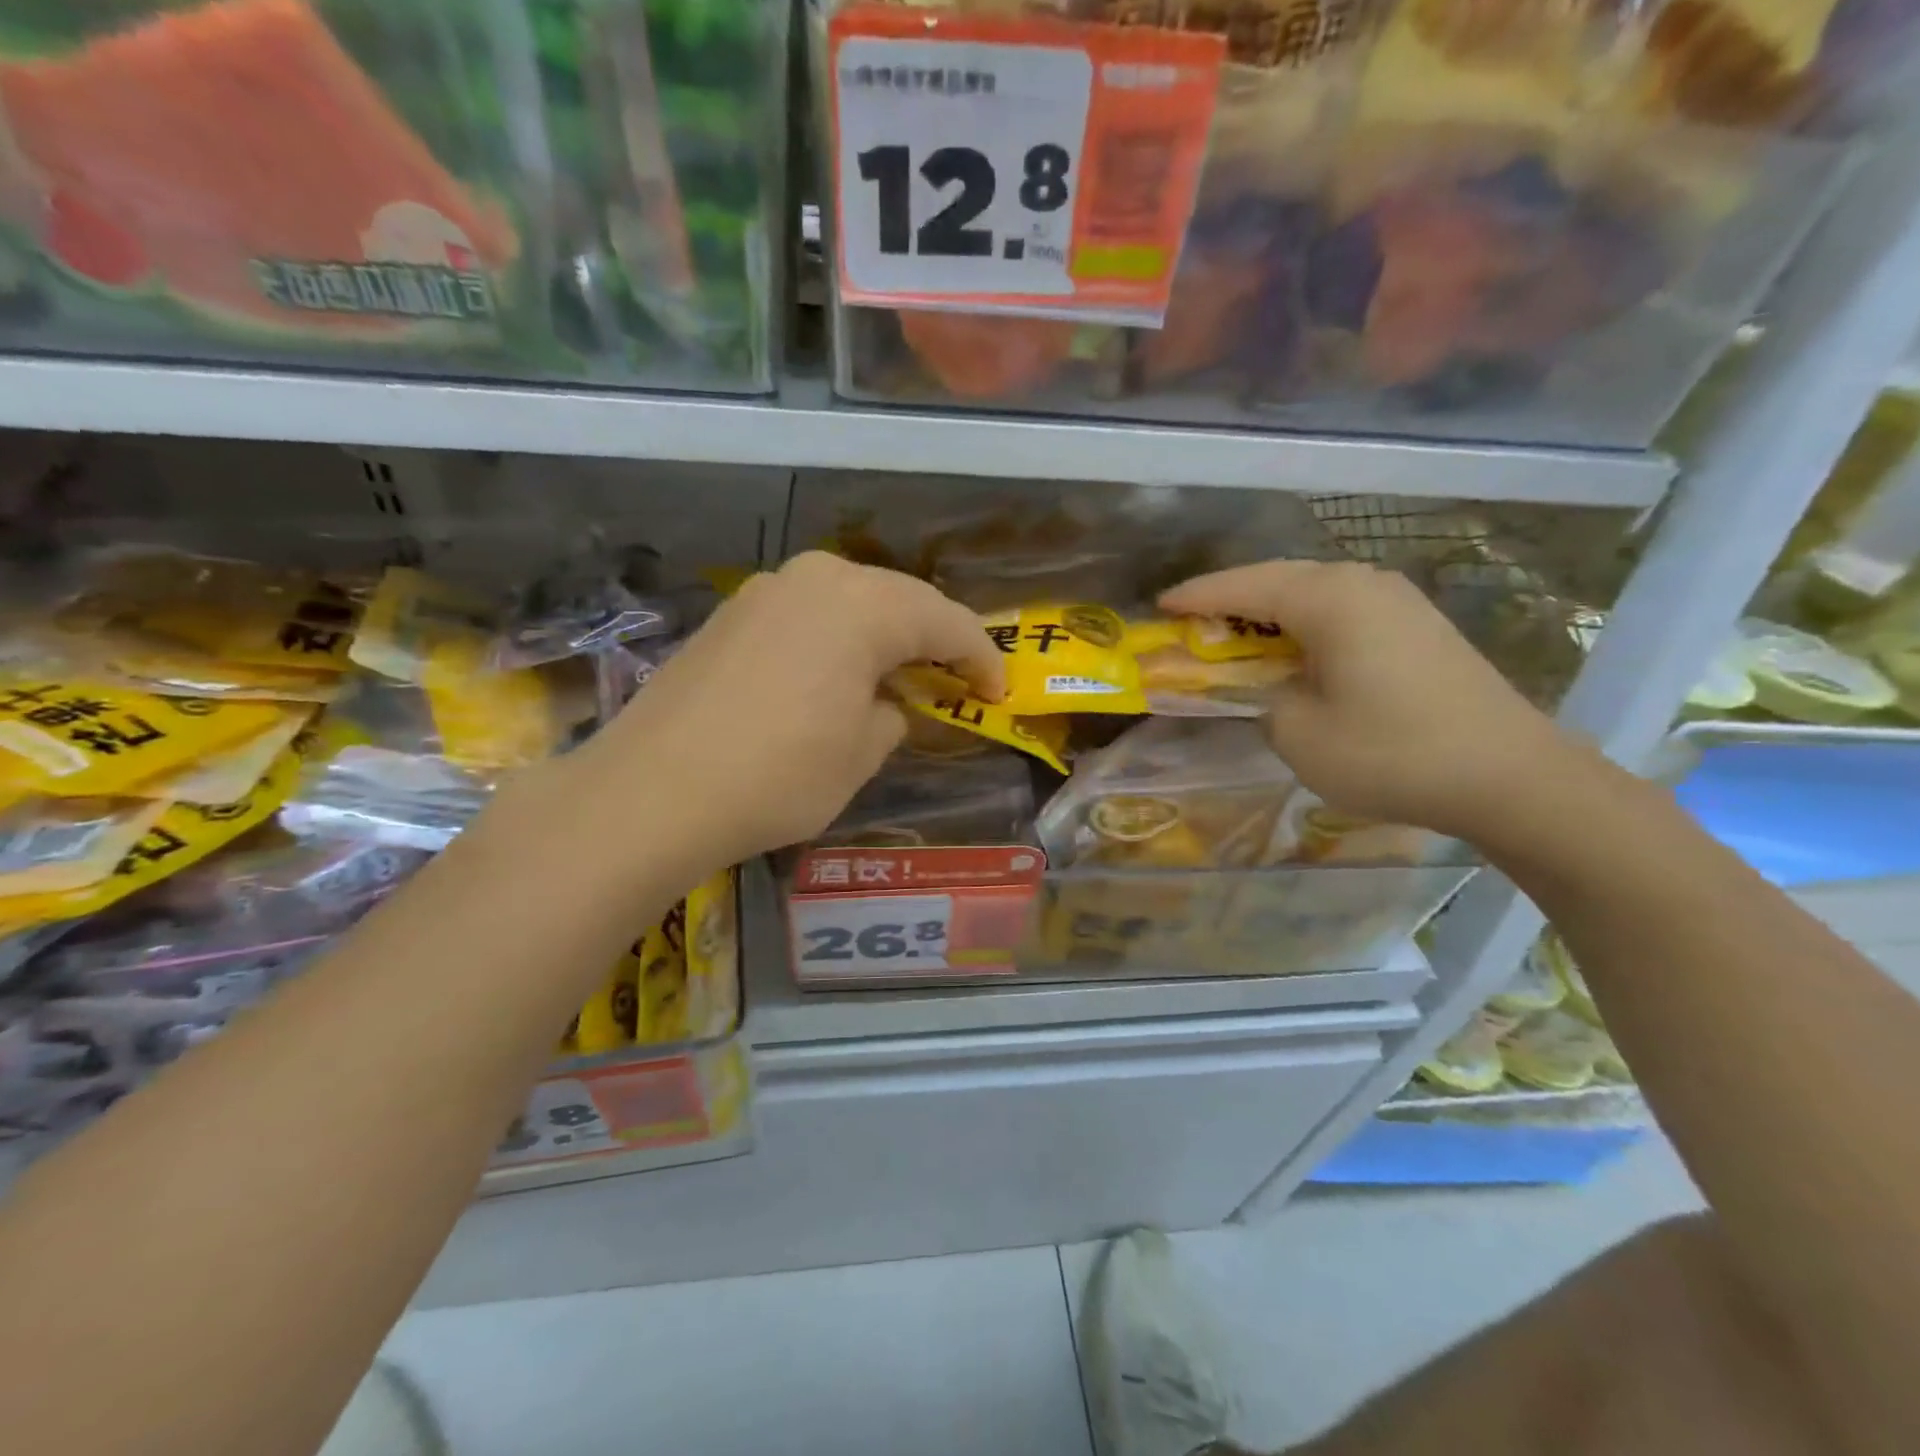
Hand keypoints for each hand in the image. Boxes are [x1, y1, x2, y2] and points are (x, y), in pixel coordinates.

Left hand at [576, 552, 1004, 873]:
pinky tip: (835, 674)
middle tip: (956, 679)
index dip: (980, 659)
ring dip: (882, 636)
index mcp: (864, 605)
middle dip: (934, 639)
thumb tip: (884, 704)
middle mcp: (816, 579)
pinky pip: (806, 616)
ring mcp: (766, 591)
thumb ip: (891, 716)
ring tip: (899, 674)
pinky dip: (836, 640)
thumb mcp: (861, 755)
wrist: (652, 791)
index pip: (946, 622)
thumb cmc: (779, 775)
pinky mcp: (730, 615)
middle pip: (898, 600)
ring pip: (850, 602)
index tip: (998, 693)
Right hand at [1160, 559, 1585, 840]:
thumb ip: (1263, 700)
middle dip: (1230, 599)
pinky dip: (1305, 624)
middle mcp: (1363, 584)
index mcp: (1329, 599)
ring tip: (1235, 634)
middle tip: (1191, 620)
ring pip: (1313, 591)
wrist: (1510, 776)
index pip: (1244, 587)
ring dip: (1269, 611)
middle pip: (1278, 579)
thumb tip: (1270, 688)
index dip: (1196, 597)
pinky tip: (1295, 650)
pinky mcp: (1418, 626)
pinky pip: (1342, 610)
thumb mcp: (1299, 734)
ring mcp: (1398, 601)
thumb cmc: (1391, 752)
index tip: (1160, 606)